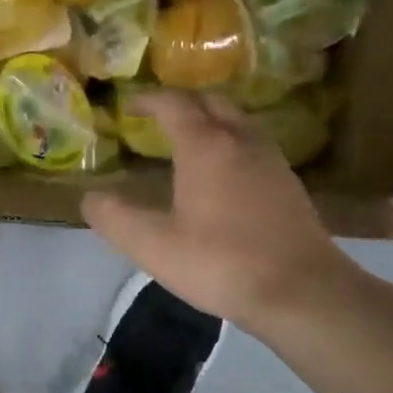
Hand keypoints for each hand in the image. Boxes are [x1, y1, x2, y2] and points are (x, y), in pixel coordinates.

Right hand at [82, 91, 349, 325]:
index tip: (129, 105)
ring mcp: (271, 161)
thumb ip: (114, 218)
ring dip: (210, 120)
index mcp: (205, 146)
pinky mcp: (289, 184)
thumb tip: (91, 197)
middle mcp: (241, 141)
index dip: (148, 99)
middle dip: (182, 102)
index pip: (174, 104)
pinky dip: (230, 143)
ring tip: (187, 140)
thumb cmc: (220, 263)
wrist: (302, 292)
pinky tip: (222, 173)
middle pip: (211, 102)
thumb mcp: (152, 245)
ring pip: (238, 121)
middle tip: (158, 116)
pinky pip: (253, 145)